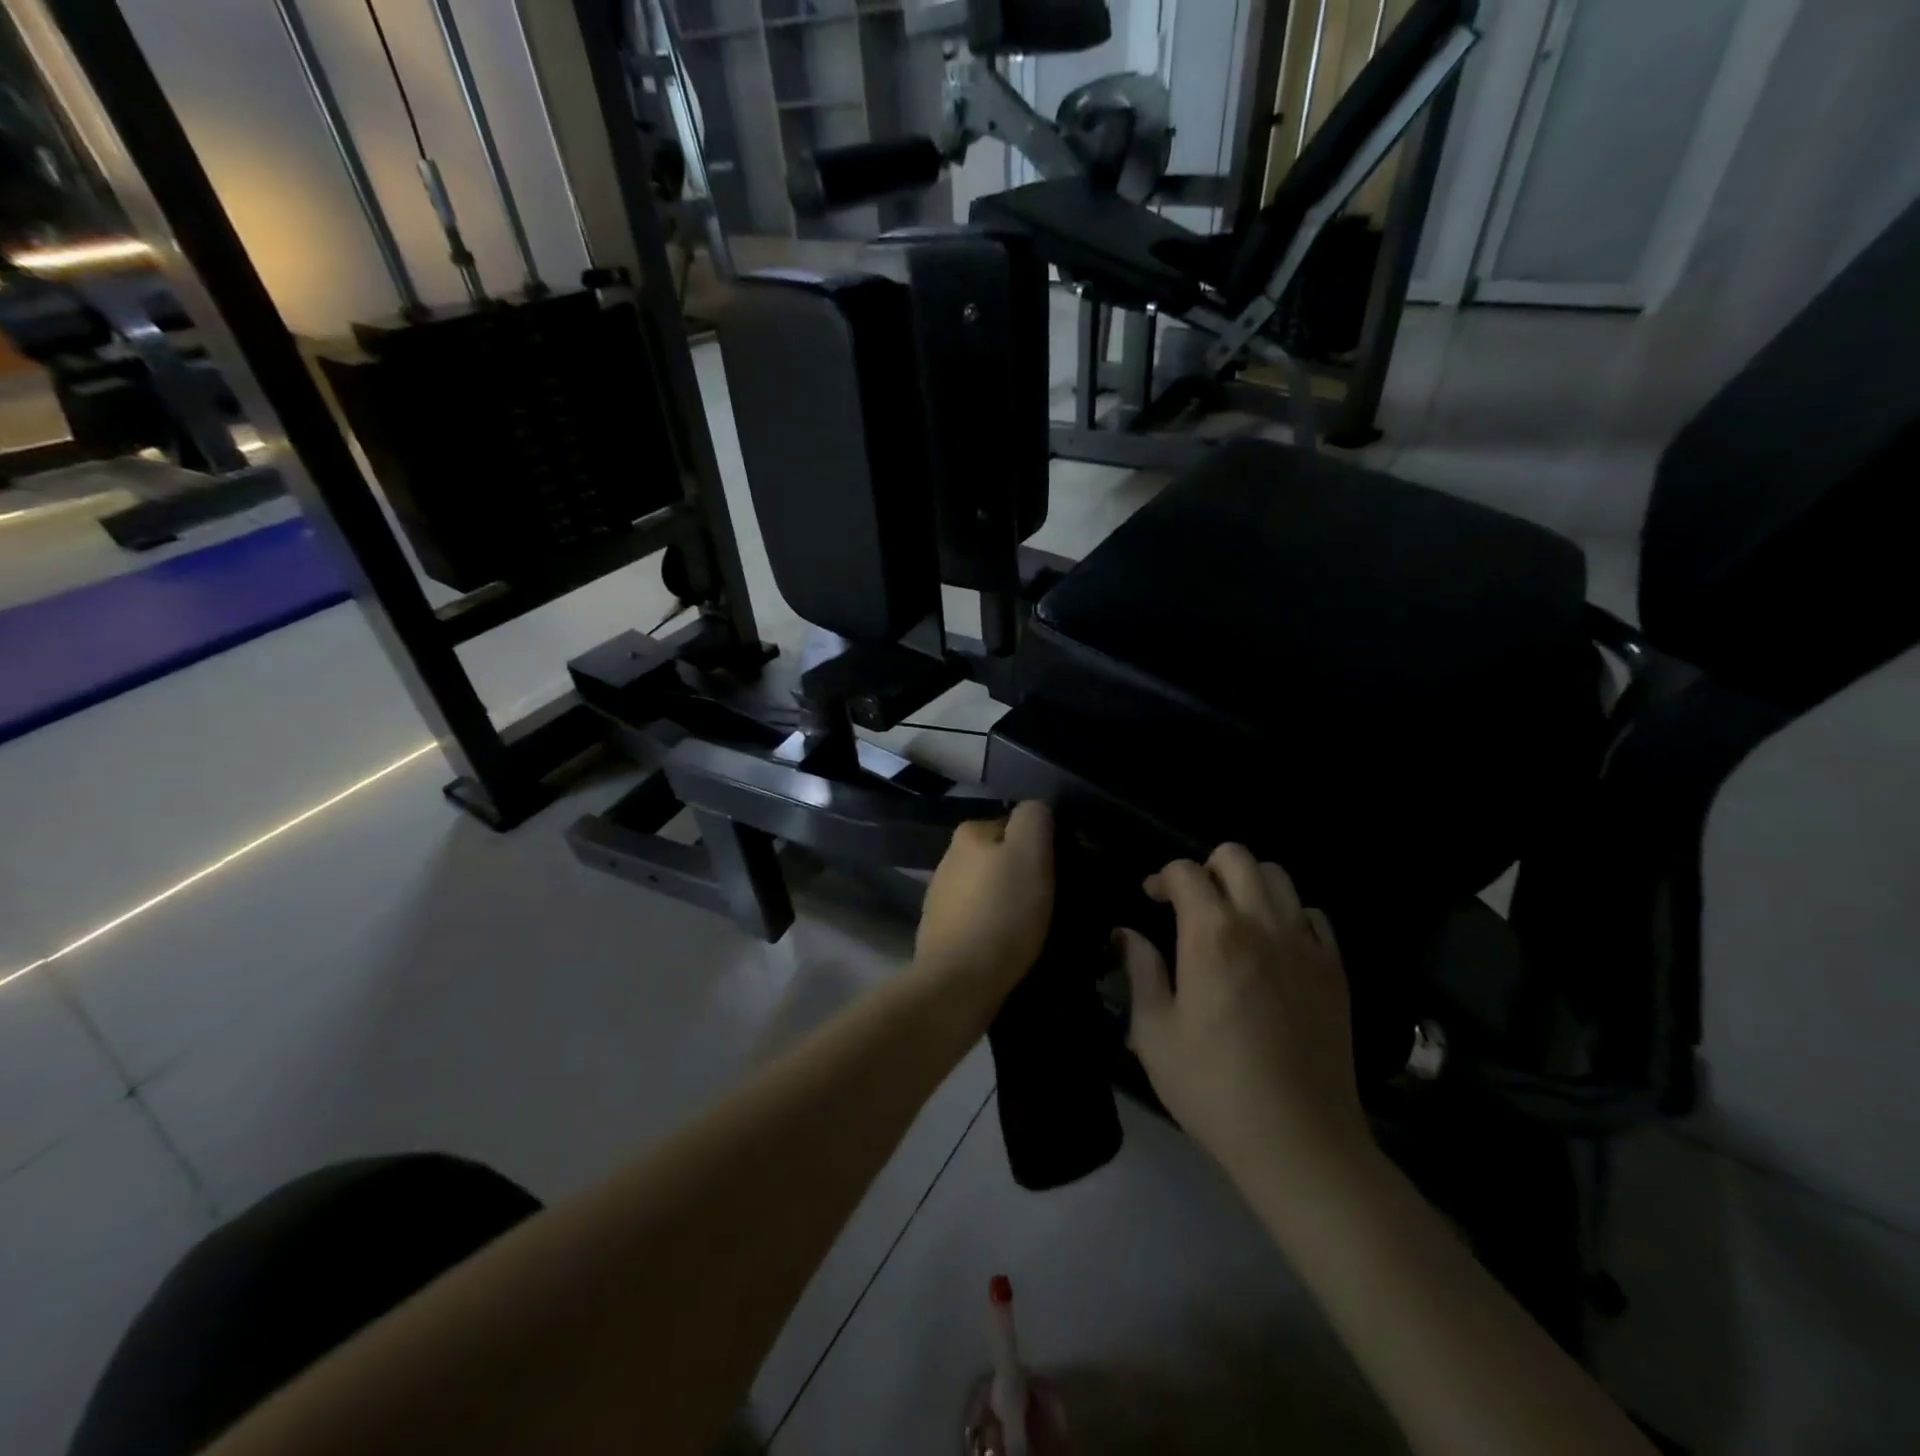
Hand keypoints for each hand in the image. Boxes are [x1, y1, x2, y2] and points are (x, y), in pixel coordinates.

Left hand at [916, 802, 1054, 1005]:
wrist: (958, 984)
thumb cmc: (1002, 914)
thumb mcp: (1030, 854)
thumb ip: (1034, 819)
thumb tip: (1036, 809)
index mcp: (969, 833)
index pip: (1017, 825)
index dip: (1042, 847)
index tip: (1058, 874)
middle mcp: (949, 857)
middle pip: (1002, 857)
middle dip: (1024, 875)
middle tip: (1050, 903)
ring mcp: (941, 896)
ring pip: (990, 888)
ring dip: (1009, 902)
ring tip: (1031, 928)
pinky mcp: (941, 931)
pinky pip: (979, 918)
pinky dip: (995, 926)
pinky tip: (1008, 945)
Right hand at [1116, 845, 1368, 1184]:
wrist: (1299, 1141)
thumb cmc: (1213, 1087)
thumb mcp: (1154, 1032)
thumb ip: (1141, 971)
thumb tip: (1127, 933)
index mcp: (1212, 935)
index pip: (1186, 871)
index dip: (1163, 877)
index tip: (1151, 900)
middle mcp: (1262, 924)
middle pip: (1237, 857)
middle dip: (1206, 867)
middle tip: (1192, 903)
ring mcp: (1305, 945)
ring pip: (1279, 877)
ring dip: (1249, 884)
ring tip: (1233, 918)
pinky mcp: (1334, 970)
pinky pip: (1313, 916)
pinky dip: (1288, 915)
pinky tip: (1274, 947)